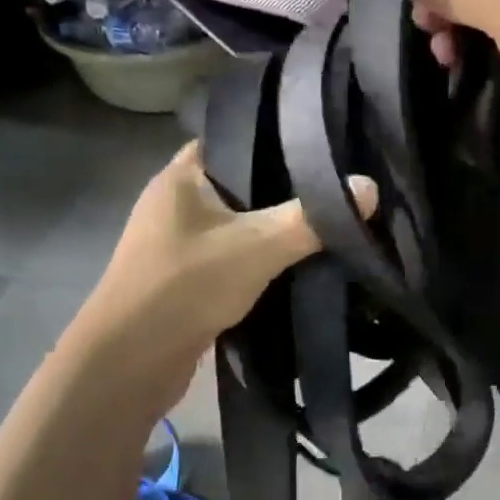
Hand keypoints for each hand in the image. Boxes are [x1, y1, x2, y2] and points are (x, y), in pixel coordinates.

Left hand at [84, 142, 376, 363]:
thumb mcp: (258, 245)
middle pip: (242, 183)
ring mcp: (176, 241)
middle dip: (285, 189)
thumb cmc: (187, 284)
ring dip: (271, 228)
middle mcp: (176, 201)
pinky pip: (231, 255)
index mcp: (182, 175)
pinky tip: (295, 263)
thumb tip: (369, 187)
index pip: (237, 138)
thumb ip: (313, 217)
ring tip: (325, 222)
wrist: (129, 362)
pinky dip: (258, 258)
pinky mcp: (183, 277)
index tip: (324, 146)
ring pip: (238, 223)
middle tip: (336, 186)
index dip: (278, 138)